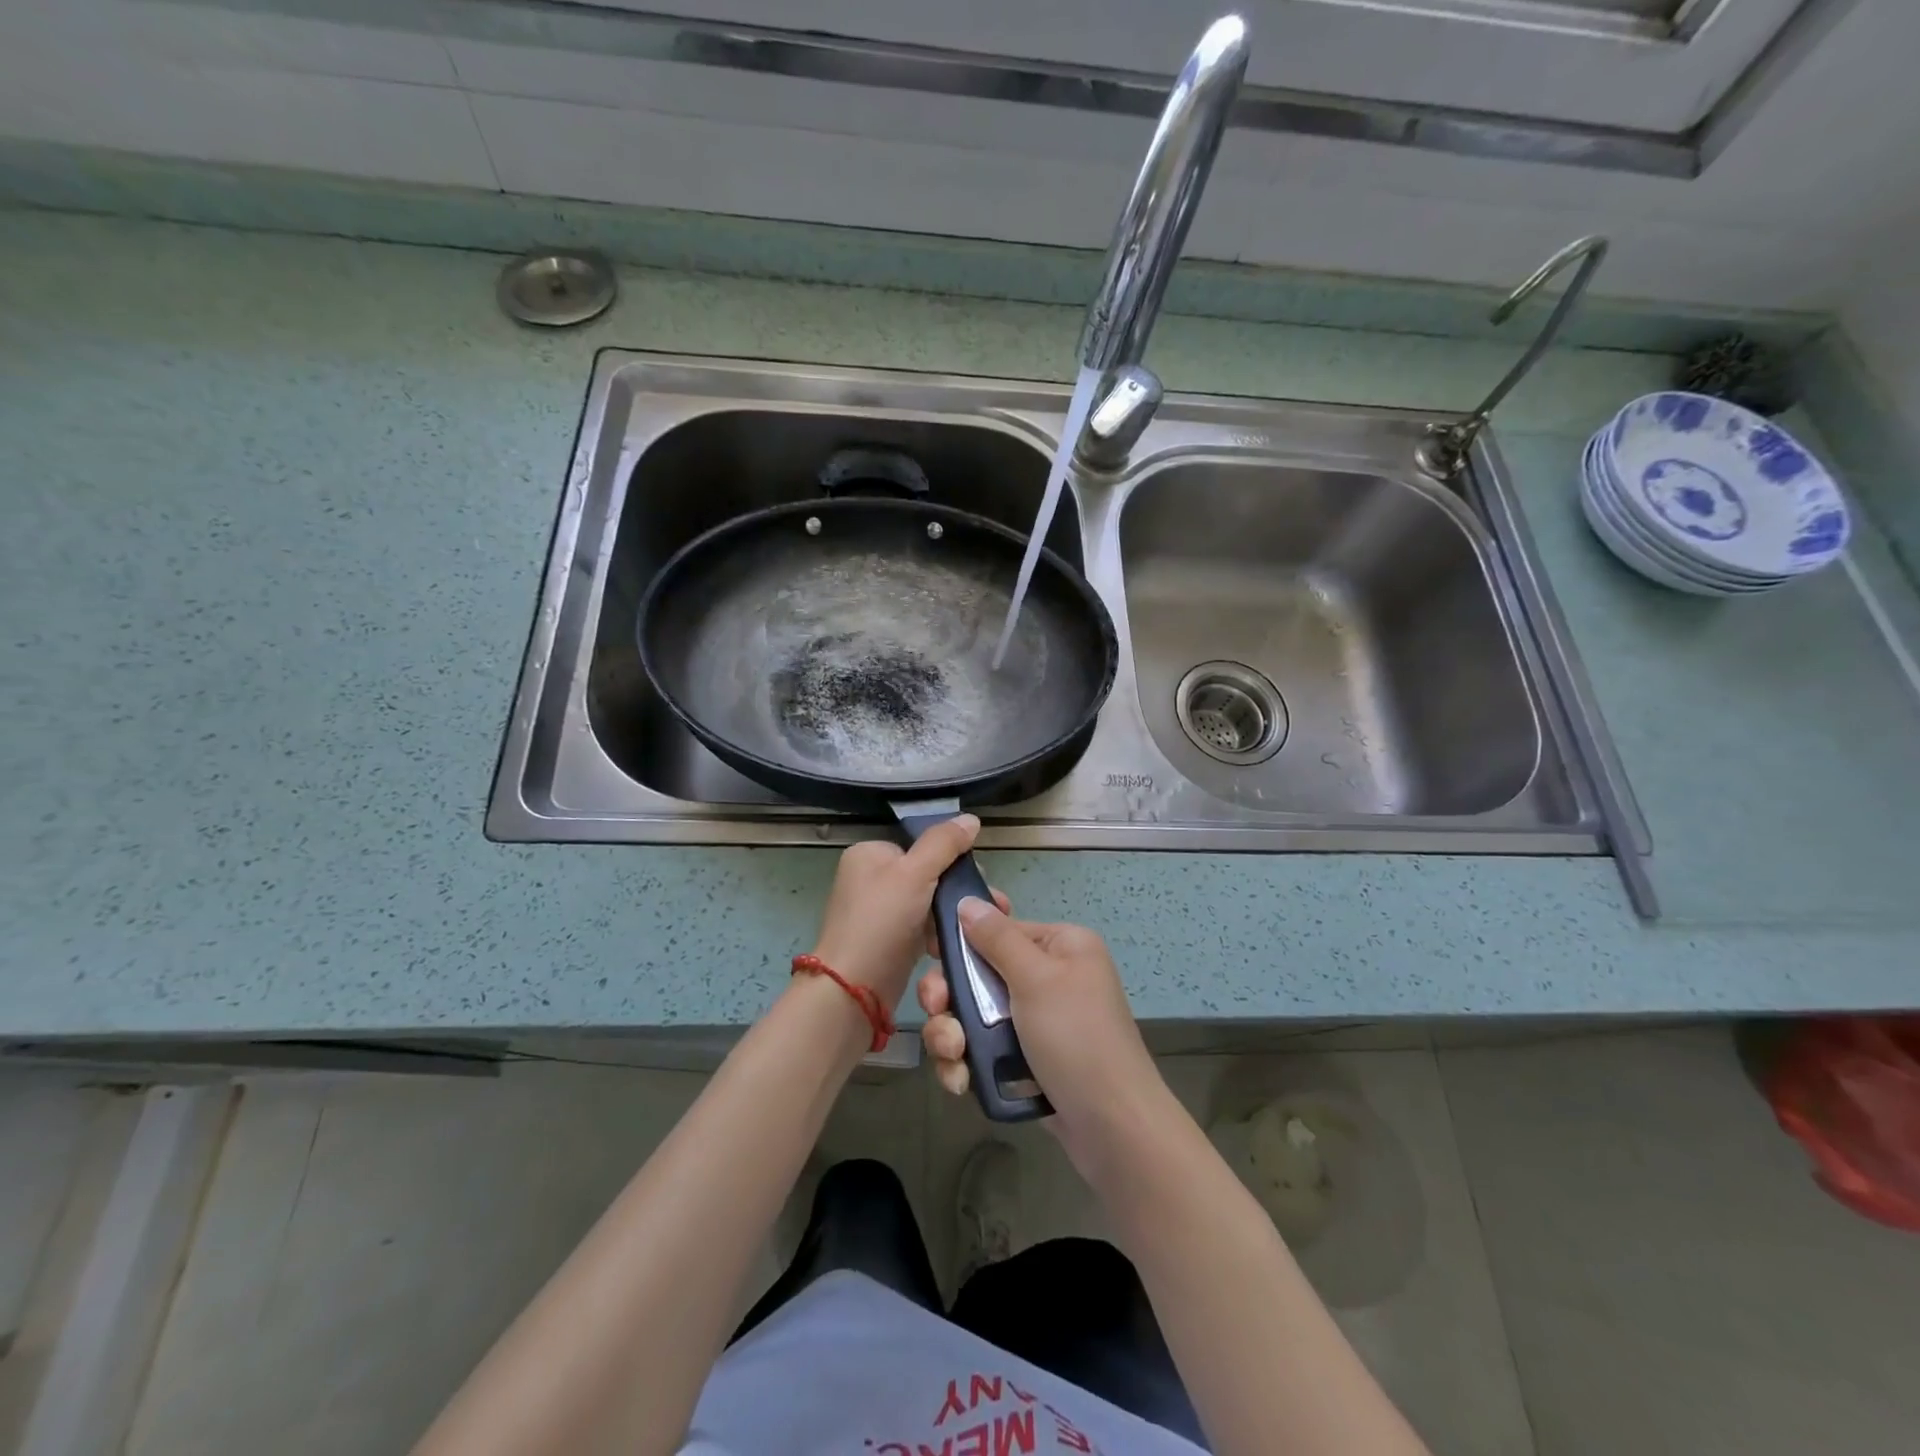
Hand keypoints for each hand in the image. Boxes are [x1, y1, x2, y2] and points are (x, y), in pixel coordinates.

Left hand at [809, 816, 981, 1013]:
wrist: (853, 989)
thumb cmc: (882, 921)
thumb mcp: (916, 872)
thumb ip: (944, 843)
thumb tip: (971, 819)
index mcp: (869, 854)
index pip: (919, 846)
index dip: (951, 858)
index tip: (979, 877)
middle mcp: (869, 880)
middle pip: (927, 874)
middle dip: (958, 891)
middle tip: (991, 905)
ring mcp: (877, 913)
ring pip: (927, 904)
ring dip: (953, 915)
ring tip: (981, 926)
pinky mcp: (887, 942)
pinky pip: (921, 929)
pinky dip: (939, 935)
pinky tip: (958, 944)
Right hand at [917, 898, 1171, 1172]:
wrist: (1112, 1127)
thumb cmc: (1076, 1038)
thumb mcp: (1036, 979)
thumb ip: (997, 938)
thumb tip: (968, 901)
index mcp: (1061, 947)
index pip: (1000, 929)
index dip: (963, 942)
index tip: (933, 954)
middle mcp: (1049, 977)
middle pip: (979, 973)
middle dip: (950, 997)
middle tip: (937, 1011)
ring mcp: (1036, 1021)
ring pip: (974, 1015)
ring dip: (952, 1034)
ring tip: (954, 1056)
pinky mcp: (1025, 1060)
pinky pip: (982, 1049)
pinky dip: (967, 1062)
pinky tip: (961, 1081)